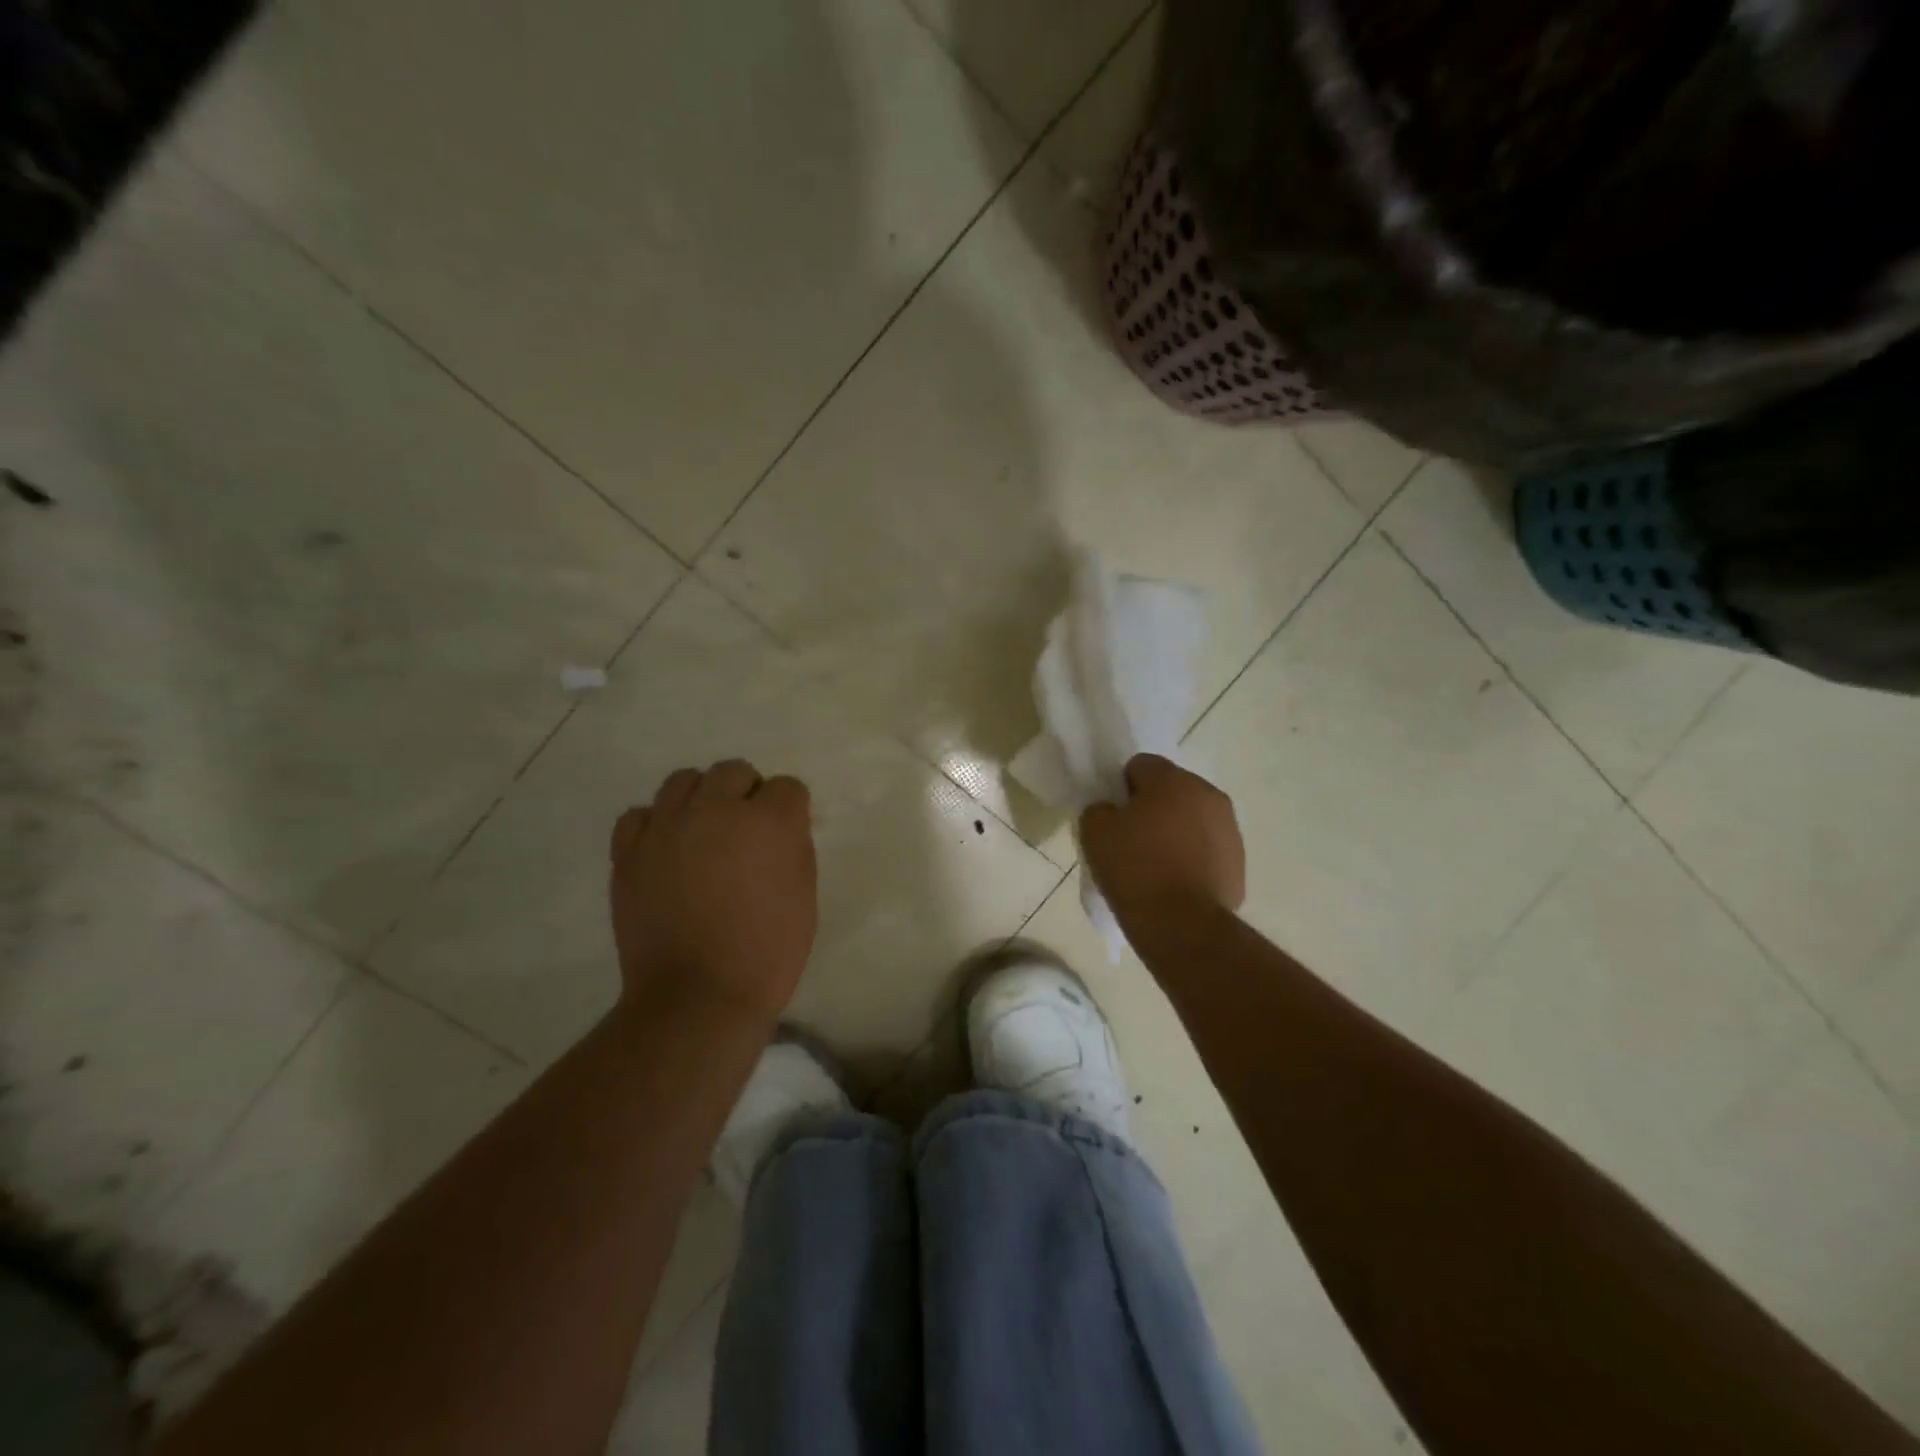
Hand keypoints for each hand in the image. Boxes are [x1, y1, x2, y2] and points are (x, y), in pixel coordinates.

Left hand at [609, 760, 816, 1023]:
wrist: (698, 997)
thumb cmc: (767, 952)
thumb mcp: (803, 895)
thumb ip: (792, 848)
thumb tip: (777, 829)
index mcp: (770, 821)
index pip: (787, 787)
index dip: (789, 810)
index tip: (784, 835)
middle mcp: (718, 810)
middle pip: (734, 771)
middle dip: (746, 793)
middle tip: (745, 832)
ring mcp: (668, 827)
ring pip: (684, 780)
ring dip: (700, 799)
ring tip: (702, 832)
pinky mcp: (630, 851)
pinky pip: (639, 814)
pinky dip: (654, 824)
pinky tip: (665, 849)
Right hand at [1080, 754, 1244, 920]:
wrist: (1182, 924)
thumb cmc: (1135, 869)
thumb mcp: (1094, 832)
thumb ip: (1099, 809)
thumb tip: (1111, 811)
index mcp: (1173, 780)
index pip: (1140, 766)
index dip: (1122, 788)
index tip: (1114, 816)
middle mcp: (1208, 795)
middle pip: (1171, 790)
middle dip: (1153, 807)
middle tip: (1131, 840)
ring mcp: (1229, 829)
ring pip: (1192, 819)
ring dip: (1175, 832)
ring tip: (1155, 865)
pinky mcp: (1239, 862)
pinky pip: (1207, 849)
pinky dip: (1192, 858)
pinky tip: (1175, 883)